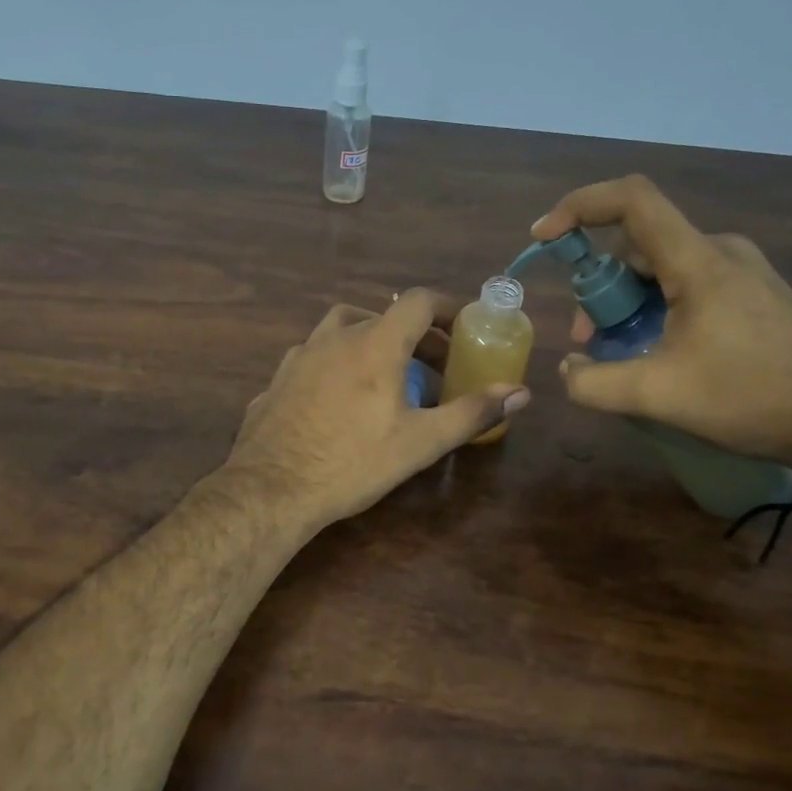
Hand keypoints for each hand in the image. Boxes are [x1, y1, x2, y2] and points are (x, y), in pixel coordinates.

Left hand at [225, 289, 531, 531]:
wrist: (270, 489)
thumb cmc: (353, 462)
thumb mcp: (420, 442)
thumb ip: (472, 413)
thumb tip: (521, 393)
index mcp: (375, 343)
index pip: (417, 301)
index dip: (446, 308)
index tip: (464, 327)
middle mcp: (335, 337)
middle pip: (383, 316)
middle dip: (415, 335)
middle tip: (436, 367)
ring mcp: (300, 355)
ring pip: (342, 329)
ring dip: (372, 341)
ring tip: (387, 376)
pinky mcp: (277, 379)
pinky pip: (315, 357)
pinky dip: (337, 363)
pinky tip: (339, 398)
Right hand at [531, 175, 791, 462]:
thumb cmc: (750, 397)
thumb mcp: (659, 396)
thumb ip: (594, 383)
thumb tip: (567, 369)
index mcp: (698, 261)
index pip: (632, 200)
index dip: (579, 206)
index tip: (545, 238)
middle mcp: (720, 250)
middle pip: (637, 244)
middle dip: (599, 286)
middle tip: (588, 338)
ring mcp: (740, 269)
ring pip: (660, 266)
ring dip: (626, 301)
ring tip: (621, 352)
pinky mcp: (752, 290)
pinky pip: (686, 281)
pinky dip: (655, 306)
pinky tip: (657, 350)